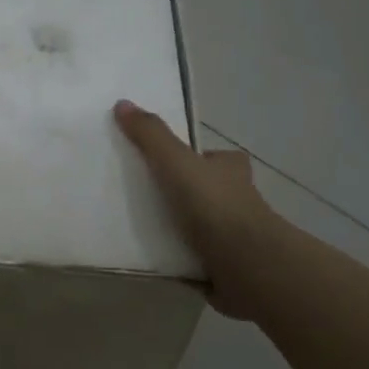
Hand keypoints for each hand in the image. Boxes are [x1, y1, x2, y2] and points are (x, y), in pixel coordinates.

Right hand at [114, 100, 281, 320]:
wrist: (245, 263)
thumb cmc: (213, 205)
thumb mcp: (175, 161)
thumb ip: (150, 136)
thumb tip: (123, 103)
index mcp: (232, 169)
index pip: (214, 158)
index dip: (195, 158)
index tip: (168, 166)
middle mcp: (240, 198)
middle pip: (209, 190)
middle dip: (186, 194)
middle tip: (148, 198)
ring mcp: (236, 235)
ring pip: (205, 224)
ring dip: (183, 228)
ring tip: (144, 230)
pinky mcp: (229, 265)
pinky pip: (200, 256)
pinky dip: (183, 257)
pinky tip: (159, 260)